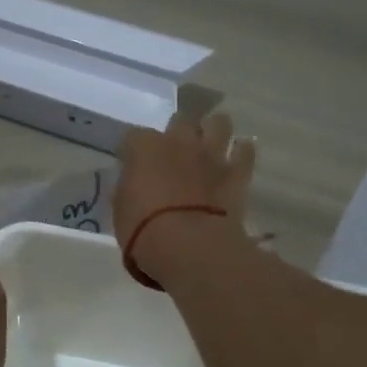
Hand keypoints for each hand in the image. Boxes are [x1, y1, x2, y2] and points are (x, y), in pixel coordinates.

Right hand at [115, 111, 255, 274]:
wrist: (188, 245)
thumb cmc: (143, 229)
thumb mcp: (121, 209)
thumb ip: (128, 188)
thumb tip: (132, 183)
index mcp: (145, 147)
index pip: (133, 136)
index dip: (133, 149)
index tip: (132, 163)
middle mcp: (179, 141)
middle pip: (180, 120)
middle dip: (177, 133)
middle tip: (174, 152)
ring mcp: (211, 154)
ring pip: (219, 122)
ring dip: (213, 131)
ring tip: (209, 146)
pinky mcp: (237, 172)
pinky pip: (246, 150)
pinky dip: (242, 152)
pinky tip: (237, 159)